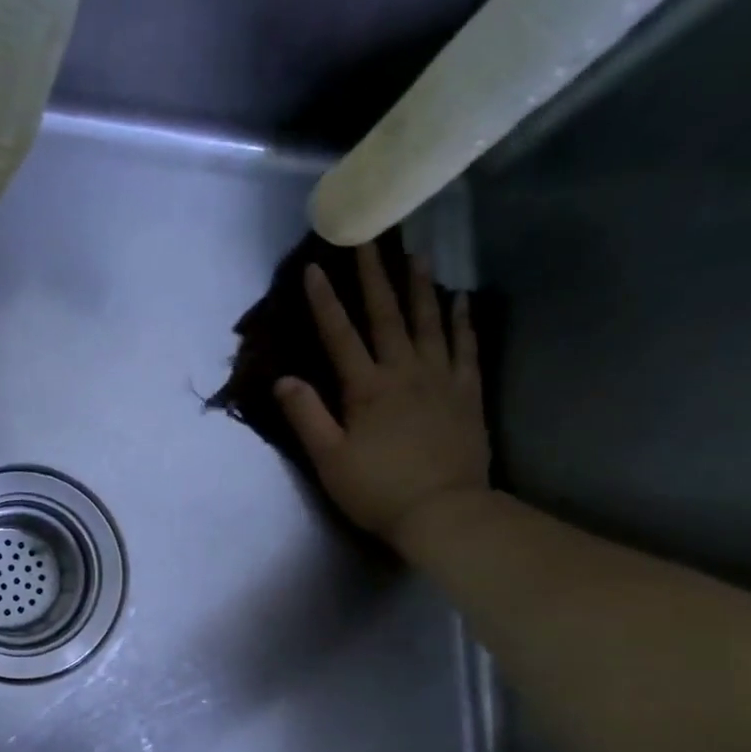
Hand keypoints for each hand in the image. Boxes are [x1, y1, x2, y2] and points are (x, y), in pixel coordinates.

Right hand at [274, 246, 489, 546]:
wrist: (444, 513)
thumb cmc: (378, 490)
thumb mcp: (329, 459)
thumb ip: (306, 416)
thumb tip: (283, 379)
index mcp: (367, 389)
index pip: (341, 336)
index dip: (325, 302)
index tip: (314, 268)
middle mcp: (405, 372)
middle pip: (387, 316)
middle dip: (375, 276)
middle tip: (370, 238)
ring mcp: (441, 380)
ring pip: (430, 323)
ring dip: (420, 287)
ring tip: (417, 254)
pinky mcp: (467, 394)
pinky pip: (466, 348)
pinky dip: (462, 321)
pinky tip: (461, 299)